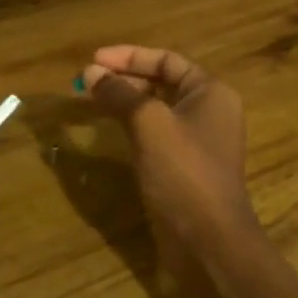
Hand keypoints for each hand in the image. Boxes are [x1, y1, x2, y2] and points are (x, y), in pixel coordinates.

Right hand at [80, 46, 260, 297]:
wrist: (208, 241)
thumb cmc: (183, 172)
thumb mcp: (148, 124)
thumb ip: (119, 94)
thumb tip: (89, 73)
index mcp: (210, 92)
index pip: (166, 60)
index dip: (129, 56)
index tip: (93, 60)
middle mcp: (208, 111)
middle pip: (162, 82)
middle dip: (124, 79)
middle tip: (86, 82)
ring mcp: (197, 141)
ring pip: (156, 109)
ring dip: (125, 102)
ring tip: (91, 100)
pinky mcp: (184, 167)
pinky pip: (156, 134)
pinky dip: (132, 126)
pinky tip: (109, 129)